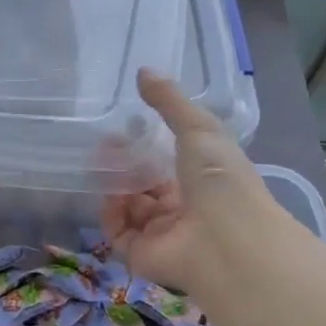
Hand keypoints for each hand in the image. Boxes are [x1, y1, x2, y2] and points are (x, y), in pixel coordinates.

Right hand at [101, 69, 283, 300]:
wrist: (224, 239)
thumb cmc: (219, 179)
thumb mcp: (199, 128)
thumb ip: (170, 102)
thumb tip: (143, 70)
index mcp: (202, 181)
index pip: (170, 163)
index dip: (147, 146)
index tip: (124, 129)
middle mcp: (182, 209)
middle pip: (145, 186)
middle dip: (125, 166)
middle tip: (103, 147)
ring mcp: (161, 234)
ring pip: (128, 208)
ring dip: (115, 187)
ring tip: (101, 166)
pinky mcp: (141, 254)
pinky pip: (117, 232)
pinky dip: (111, 214)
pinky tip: (109, 196)